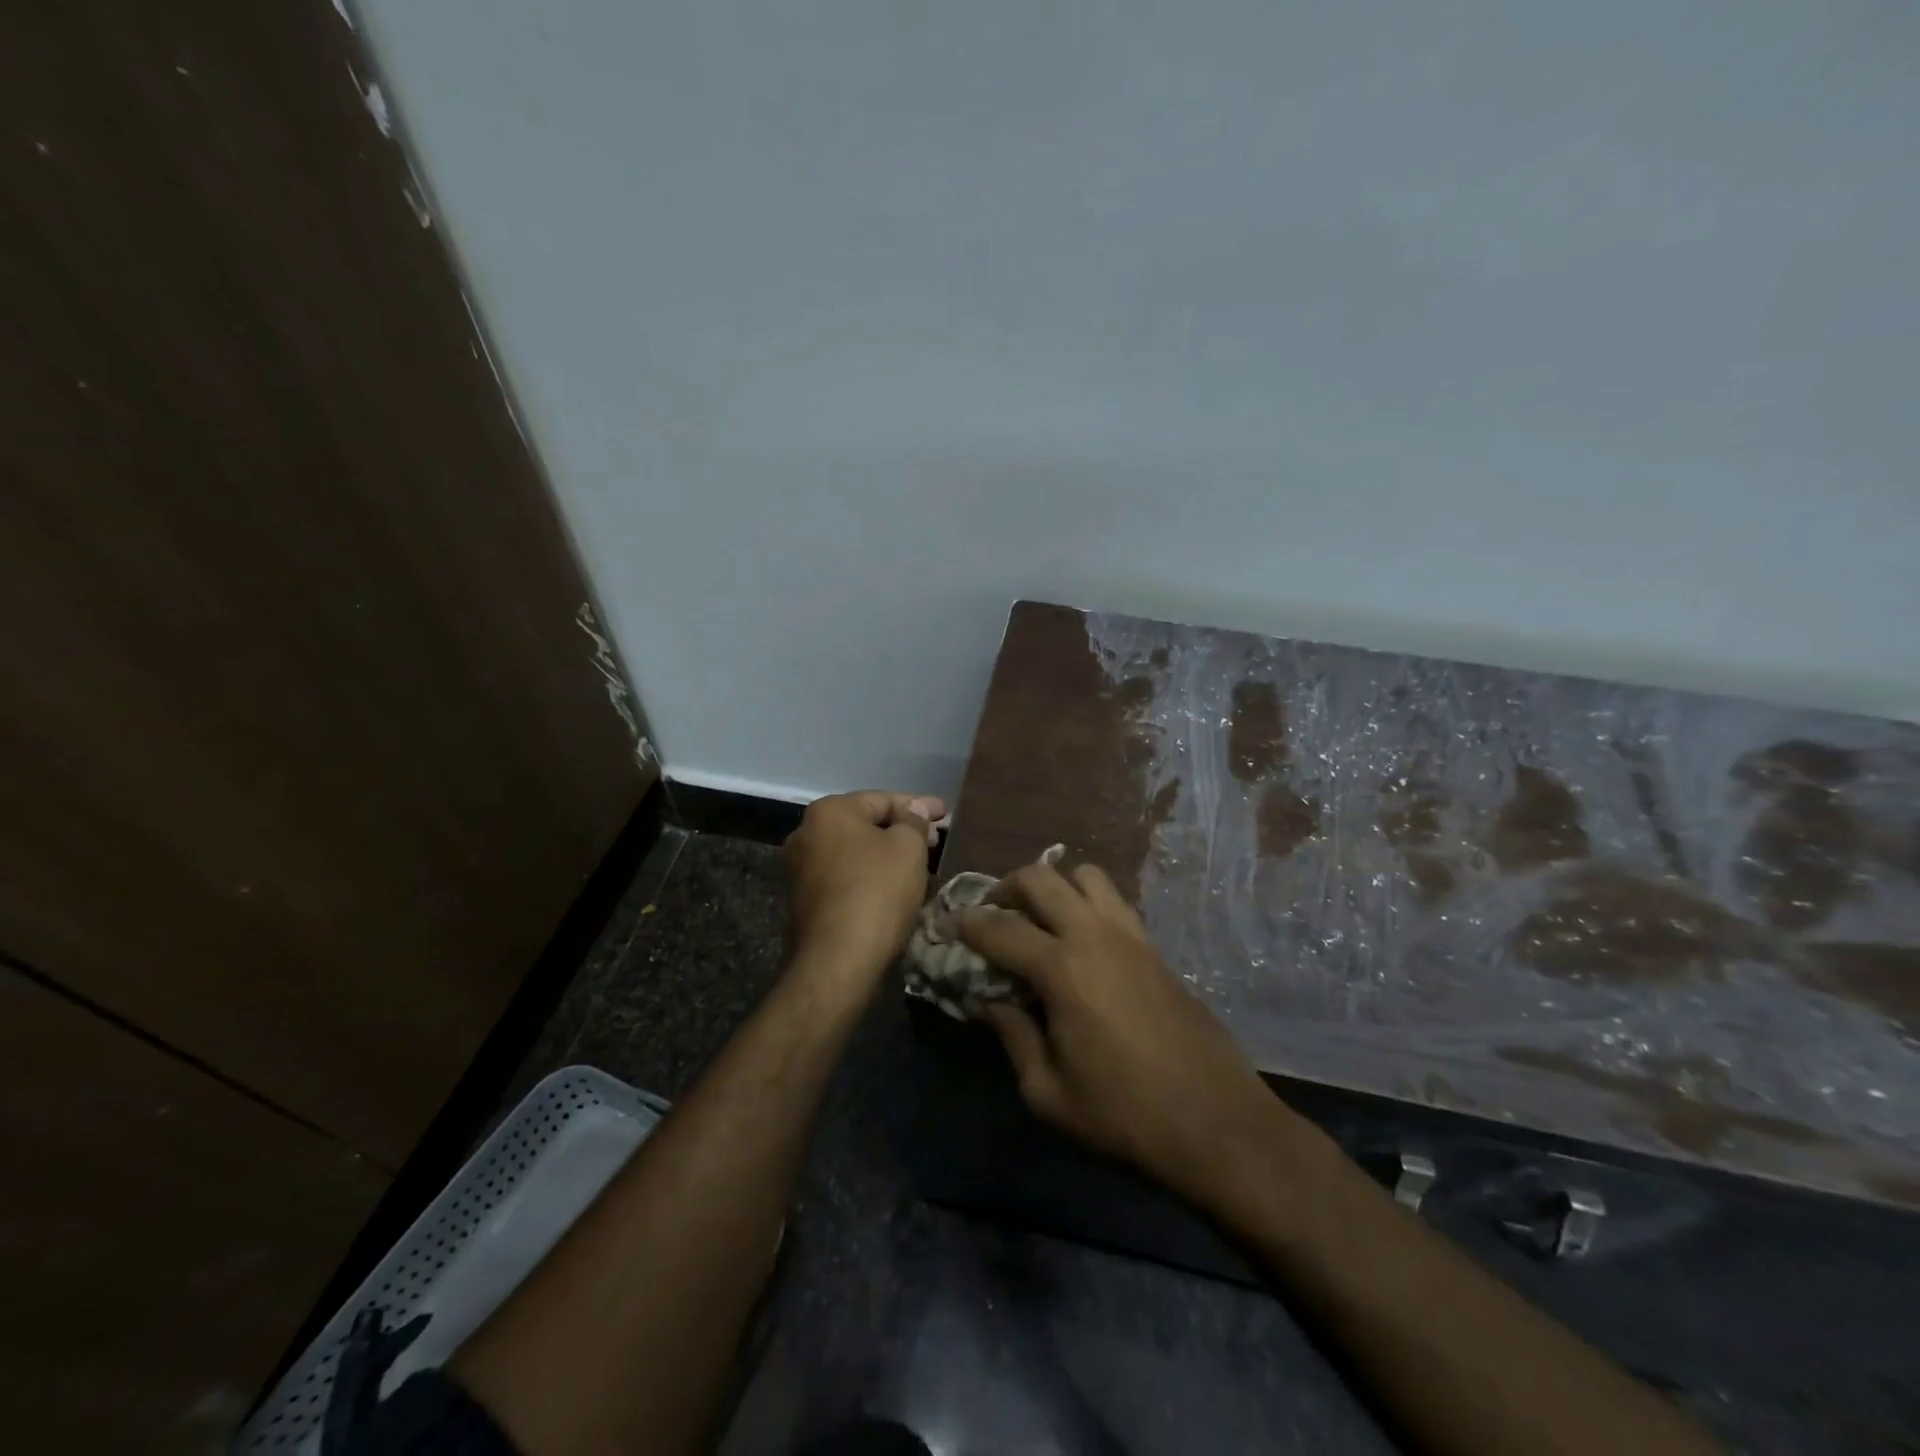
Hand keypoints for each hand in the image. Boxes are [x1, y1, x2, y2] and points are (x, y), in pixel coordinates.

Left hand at [783, 790, 944, 993]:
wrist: (837, 960)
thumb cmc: (877, 891)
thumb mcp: (908, 848)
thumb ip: (914, 821)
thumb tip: (914, 810)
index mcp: (829, 811)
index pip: (882, 799)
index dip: (919, 805)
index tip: (947, 813)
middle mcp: (806, 833)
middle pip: (866, 824)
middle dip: (903, 831)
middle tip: (937, 840)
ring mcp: (800, 869)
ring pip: (856, 853)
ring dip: (888, 856)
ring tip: (921, 865)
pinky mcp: (804, 900)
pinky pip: (846, 877)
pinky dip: (871, 877)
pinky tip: (895, 888)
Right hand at [956, 860, 1284, 1211]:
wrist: (1215, 1121)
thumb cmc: (1124, 1114)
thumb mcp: (1049, 1092)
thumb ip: (1013, 1038)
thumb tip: (991, 1002)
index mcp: (1062, 969)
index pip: (1001, 928)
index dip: (969, 922)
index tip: (951, 921)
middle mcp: (1094, 936)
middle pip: (1042, 878)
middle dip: (1008, 886)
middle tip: (993, 911)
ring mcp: (1131, 936)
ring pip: (1086, 876)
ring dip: (1055, 884)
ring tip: (1041, 916)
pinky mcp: (1155, 947)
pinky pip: (1114, 902)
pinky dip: (1088, 903)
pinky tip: (1082, 939)